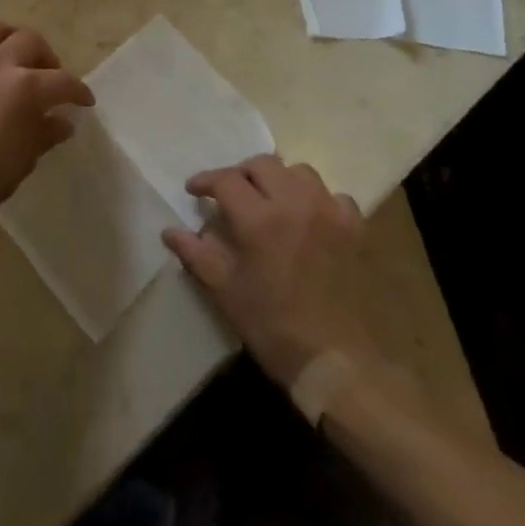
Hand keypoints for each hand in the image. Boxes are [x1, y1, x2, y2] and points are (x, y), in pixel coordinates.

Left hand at [0, 15, 93, 230]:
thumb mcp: (24, 161)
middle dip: (47, 56)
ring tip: (16, 49)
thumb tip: (62, 122)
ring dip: (9, 34)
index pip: (62, 82)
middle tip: (49, 77)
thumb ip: (44, 135)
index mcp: (25, 88)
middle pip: (30, 42)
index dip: (78, 91)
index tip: (84, 102)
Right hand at [163, 156, 373, 387]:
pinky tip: (309, 218)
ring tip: (270, 200)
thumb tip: (170, 231)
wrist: (337, 361)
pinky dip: (316, 199)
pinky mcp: (354, 226)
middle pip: (262, 164)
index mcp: (259, 219)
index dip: (205, 181)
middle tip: (230, 194)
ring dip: (279, 179)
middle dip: (240, 174)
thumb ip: (196, 254)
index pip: (226, 180)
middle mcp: (295, 202)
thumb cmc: (273, 327)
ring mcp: (329, 211)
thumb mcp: (225, 292)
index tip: (195, 191)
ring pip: (299, 172)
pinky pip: (333, 195)